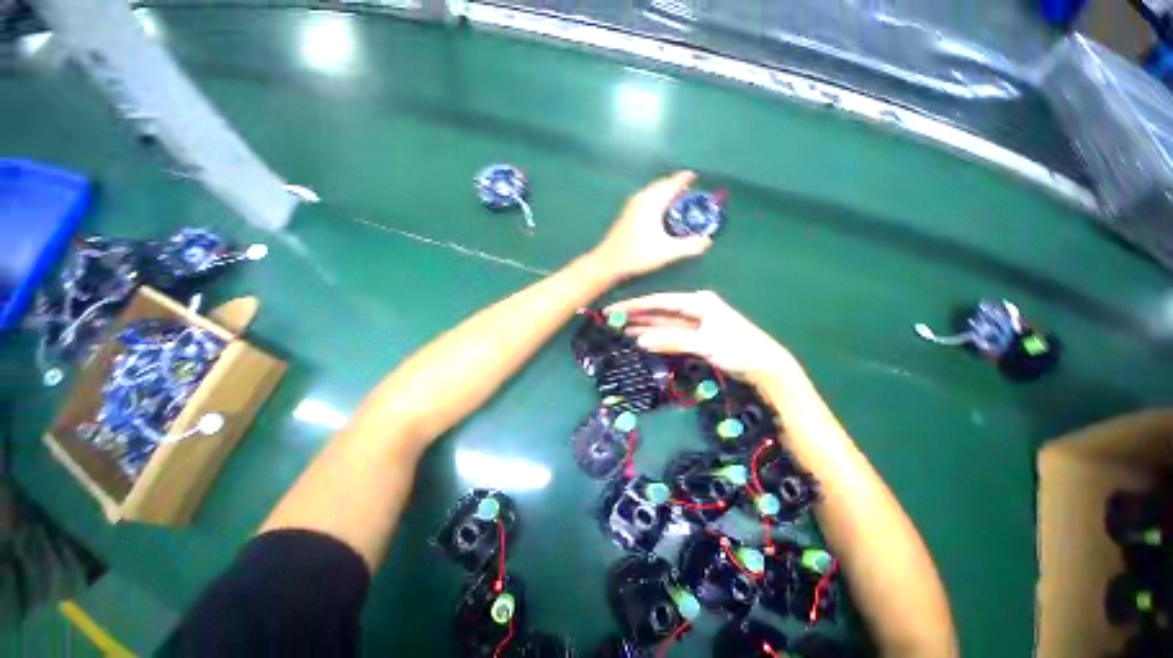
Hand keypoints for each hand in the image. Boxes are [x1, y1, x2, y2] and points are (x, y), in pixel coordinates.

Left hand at [590, 172, 711, 278]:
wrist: (608, 262)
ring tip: (678, 204)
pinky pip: (647, 198)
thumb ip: (690, 245)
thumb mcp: (668, 251)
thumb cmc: (637, 254)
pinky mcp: (626, 214)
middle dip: (678, 187)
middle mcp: (641, 197)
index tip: (697, 178)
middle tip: (691, 195)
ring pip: (653, 191)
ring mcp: (632, 205)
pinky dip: (657, 200)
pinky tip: (660, 215)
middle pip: (663, 184)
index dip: (687, 178)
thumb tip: (708, 241)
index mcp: (652, 201)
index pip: (673, 182)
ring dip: (667, 194)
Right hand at [605, 291, 794, 380]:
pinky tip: (641, 339)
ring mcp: (694, 323)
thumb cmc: (738, 348)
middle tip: (611, 319)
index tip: (614, 309)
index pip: (659, 301)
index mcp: (697, 301)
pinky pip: (670, 335)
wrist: (765, 366)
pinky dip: (656, 338)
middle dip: (636, 315)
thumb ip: (671, 340)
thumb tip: (640, 341)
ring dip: (643, 327)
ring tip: (620, 330)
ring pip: (663, 323)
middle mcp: (694, 308)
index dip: (635, 305)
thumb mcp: (704, 342)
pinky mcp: (695, 337)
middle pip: (658, 311)